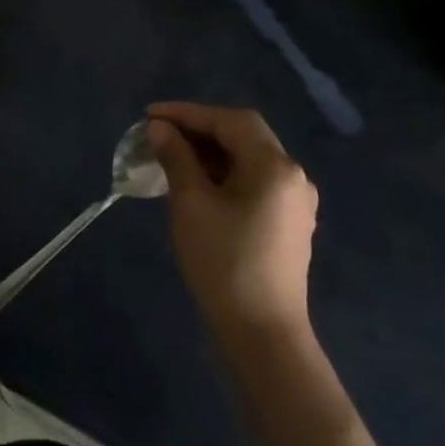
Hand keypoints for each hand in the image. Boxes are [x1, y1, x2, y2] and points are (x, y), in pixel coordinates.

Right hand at [147, 102, 317, 343]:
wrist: (262, 333)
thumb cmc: (224, 261)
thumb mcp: (191, 202)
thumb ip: (176, 157)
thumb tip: (160, 128)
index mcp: (274, 166)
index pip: (229, 120)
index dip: (187, 112)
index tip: (149, 116)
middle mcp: (293, 176)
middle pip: (243, 134)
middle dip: (199, 128)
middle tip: (160, 132)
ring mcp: (294, 201)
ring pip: (249, 157)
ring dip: (211, 150)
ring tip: (171, 155)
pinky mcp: (289, 223)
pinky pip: (254, 180)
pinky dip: (224, 171)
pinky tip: (197, 182)